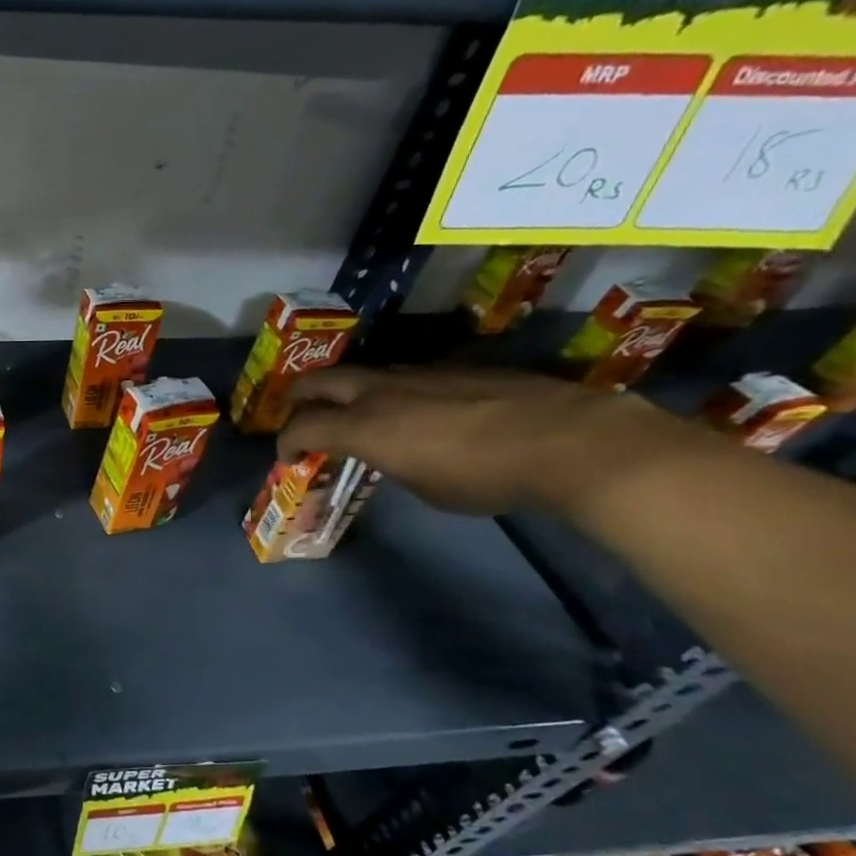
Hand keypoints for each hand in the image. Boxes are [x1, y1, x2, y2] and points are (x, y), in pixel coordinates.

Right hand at [278, 366, 690, 516]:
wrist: (569, 440)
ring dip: (347, 393)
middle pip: (319, 381)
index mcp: (364, 426)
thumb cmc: (485, 477)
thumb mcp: (424, 487)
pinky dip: (393, 393)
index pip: (303, 427)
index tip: (287, 458)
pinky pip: (407, 377)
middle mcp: (381, 391)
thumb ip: (392, 463)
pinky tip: (417, 412)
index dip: (286, 443)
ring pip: (364, 375)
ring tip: (356, 414)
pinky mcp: (457, 369)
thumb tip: (393, 453)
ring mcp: (420, 374)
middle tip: (297, 415)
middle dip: (299, 399)